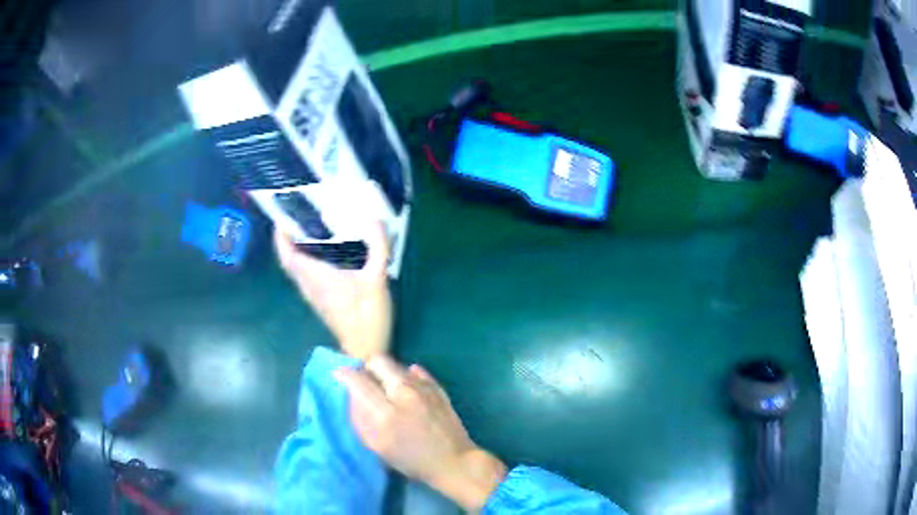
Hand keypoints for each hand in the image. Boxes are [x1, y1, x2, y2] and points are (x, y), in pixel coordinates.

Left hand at [274, 222, 391, 359]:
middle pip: (289, 260)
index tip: (281, 218)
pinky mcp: (321, 300)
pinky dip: (305, 260)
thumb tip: (375, 219)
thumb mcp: (376, 280)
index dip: (280, 238)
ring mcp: (314, 294)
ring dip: (295, 250)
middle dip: (287, 239)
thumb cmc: (367, 316)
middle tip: (297, 217)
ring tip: (308, 229)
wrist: (366, 348)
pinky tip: (322, 252)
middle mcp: (310, 285)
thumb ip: (378, 249)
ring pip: (296, 268)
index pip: (288, 256)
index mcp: (317, 277)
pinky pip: (305, 275)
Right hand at [335, 356, 506, 510]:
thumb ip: (361, 418)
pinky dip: (405, 376)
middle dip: (367, 368)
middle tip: (365, 381)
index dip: (345, 374)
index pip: (358, 380)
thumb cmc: (411, 460)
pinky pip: (415, 371)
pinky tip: (405, 389)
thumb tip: (352, 394)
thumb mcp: (377, 446)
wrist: (453, 461)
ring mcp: (424, 388)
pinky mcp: (438, 388)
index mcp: (385, 412)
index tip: (340, 375)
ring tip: (385, 388)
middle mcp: (404, 393)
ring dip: (385, 372)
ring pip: (396, 364)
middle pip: (378, 361)